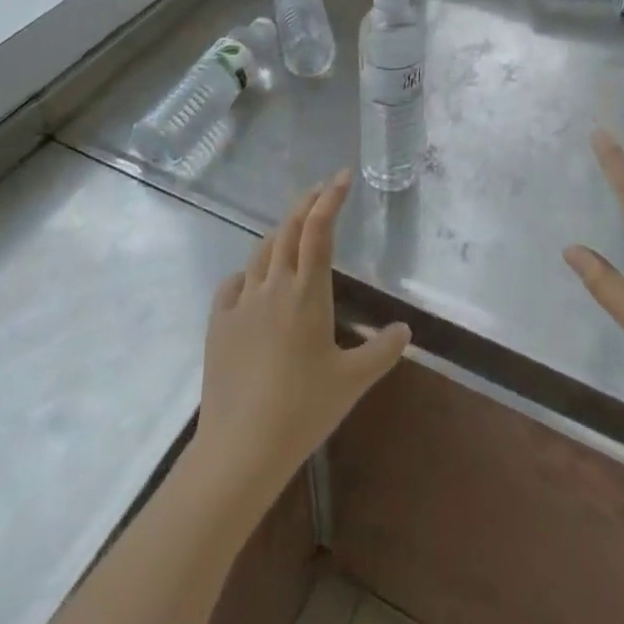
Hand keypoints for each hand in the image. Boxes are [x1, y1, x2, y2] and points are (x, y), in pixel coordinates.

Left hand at [193, 172, 410, 498]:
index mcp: (307, 293)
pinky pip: (232, 284)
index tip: (341, 176)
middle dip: (306, 203)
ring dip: (279, 233)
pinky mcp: (219, 322)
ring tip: (291, 229)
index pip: (319, 230)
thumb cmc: (303, 410)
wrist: (241, 447)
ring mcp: (242, 302)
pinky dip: (247, 273)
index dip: (330, 198)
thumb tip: (404, 329)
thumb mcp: (352, 382)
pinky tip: (251, 281)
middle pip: (288, 229)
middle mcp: (273, 286)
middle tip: (321, 189)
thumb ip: (382, 352)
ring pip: (261, 252)